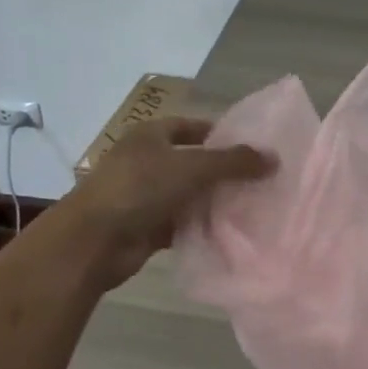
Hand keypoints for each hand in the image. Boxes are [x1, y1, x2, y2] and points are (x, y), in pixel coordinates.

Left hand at [62, 116, 274, 287]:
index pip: (192, 126)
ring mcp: (143, 195)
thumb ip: (234, 162)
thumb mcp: (193, 167)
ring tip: (251, 206)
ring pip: (187, 194)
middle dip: (222, 171)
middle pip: (192, 161)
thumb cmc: (140, 188)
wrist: (93, 241)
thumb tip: (274, 158)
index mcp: (151, 135)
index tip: (251, 147)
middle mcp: (146, 161)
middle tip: (259, 179)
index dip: (220, 134)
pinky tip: (227, 232)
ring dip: (212, 200)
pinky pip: (180, 223)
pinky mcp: (145, 227)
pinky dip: (199, 226)